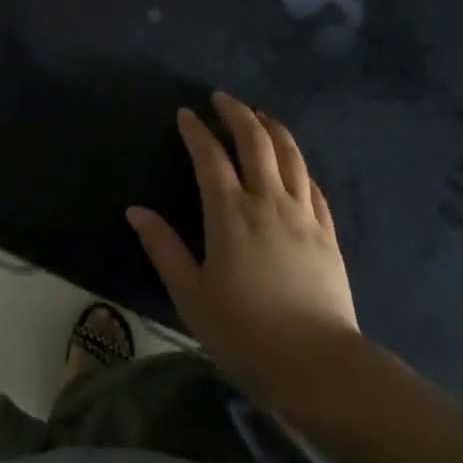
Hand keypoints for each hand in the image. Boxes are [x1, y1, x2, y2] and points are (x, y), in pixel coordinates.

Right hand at [127, 92, 359, 414]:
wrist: (317, 364)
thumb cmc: (244, 332)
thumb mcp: (190, 294)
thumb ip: (163, 248)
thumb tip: (135, 211)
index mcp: (230, 214)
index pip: (209, 157)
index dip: (196, 131)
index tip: (185, 113)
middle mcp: (268, 202)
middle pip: (256, 142)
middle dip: (237, 114)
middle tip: (222, 99)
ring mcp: (303, 215)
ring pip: (290, 155)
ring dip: (272, 128)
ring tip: (260, 116)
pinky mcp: (327, 232)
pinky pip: (312, 184)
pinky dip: (298, 163)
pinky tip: (293, 162)